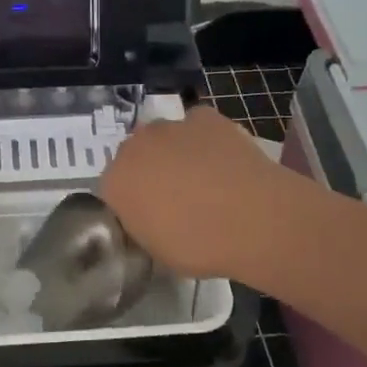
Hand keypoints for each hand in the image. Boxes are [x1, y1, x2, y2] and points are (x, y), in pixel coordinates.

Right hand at [99, 106, 290, 279]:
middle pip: (135, 155)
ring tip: (205, 178)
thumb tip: (150, 215)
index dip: (133, 201)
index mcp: (115, 183)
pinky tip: (223, 159)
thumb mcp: (157, 250)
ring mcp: (170, 127)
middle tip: (176, 197)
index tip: (152, 217)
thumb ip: (143, 224)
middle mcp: (135, 147)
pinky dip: (205, 138)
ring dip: (175, 152)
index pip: (113, 188)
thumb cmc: (199, 245)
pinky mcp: (204, 117)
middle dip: (149, 171)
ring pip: (165, 137)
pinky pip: (197, 126)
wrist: (252, 219)